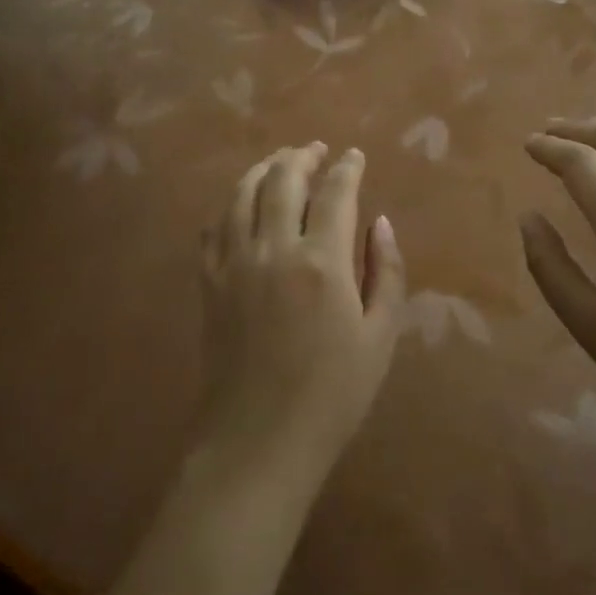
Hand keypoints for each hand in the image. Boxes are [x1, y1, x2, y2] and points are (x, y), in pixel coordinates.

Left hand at [195, 143, 406, 491]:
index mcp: (322, 262)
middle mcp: (274, 249)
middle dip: (302, 156)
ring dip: (263, 169)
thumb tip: (379, 222)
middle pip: (283, 180)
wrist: (258, 445)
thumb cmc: (332, 395)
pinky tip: (240, 206)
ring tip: (280, 161)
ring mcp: (235, 264)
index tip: (354, 156)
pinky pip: (213, 229)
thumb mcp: (380, 337)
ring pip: (243, 195)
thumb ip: (386, 272)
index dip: (347, 167)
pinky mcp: (209, 284)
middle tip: (316, 149)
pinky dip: (229, 207)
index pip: (336, 192)